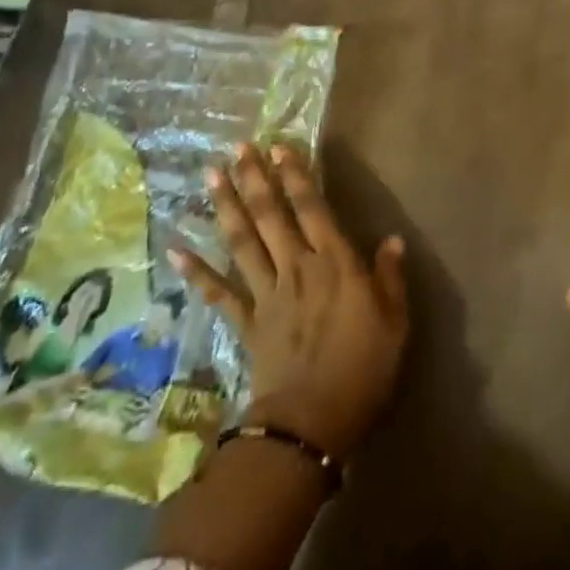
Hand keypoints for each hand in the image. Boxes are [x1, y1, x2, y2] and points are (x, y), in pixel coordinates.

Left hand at [173, 143, 408, 460]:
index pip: (313, 208)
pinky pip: (219, 292)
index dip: (297, 176)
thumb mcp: (394, 322)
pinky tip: (175, 249)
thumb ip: (390, 278)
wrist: (312, 421)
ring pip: (242, 241)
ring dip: (226, 206)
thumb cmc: (363, 369)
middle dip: (255, 179)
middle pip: (271, 215)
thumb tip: (393, 240)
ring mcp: (267, 293)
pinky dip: (196, 272)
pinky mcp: (247, 322)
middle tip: (239, 147)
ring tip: (211, 175)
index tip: (281, 148)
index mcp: (335, 263)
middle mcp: (297, 267)